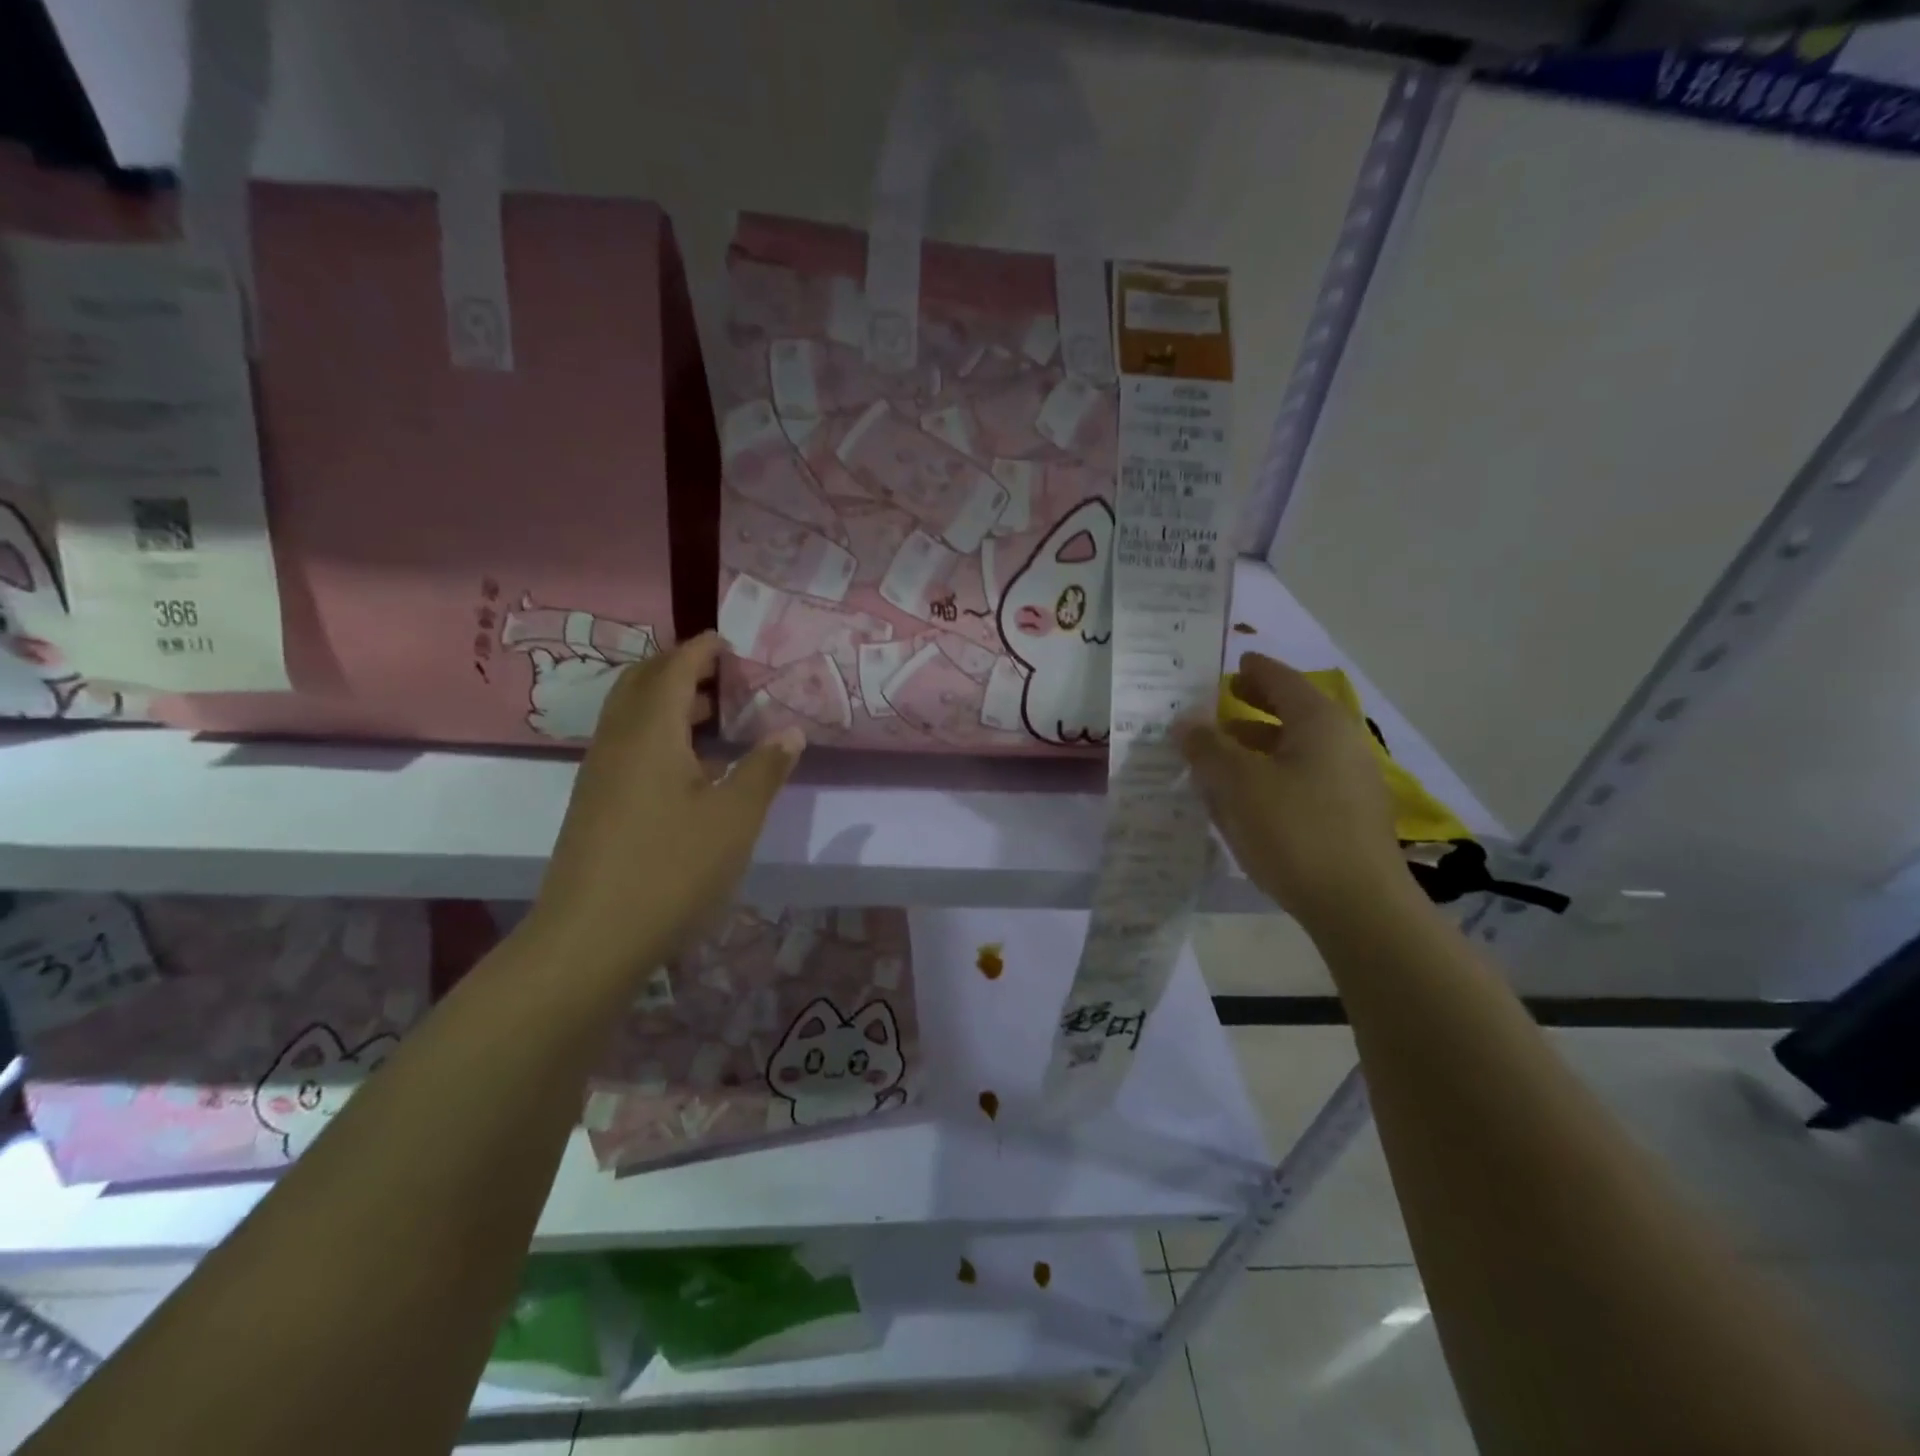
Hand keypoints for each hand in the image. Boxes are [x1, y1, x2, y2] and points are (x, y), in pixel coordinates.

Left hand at [524, 633, 803, 981]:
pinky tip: (690, 766)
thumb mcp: (734, 819)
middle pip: (643, 682)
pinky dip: (658, 733)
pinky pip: (627, 744)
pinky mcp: (596, 802)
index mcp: (650, 733)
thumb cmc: (671, 869)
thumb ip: (764, 769)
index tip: (731, 642)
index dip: (702, 649)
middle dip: (681, 668)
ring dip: (669, 701)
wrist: (590, 938)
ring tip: (715, 715)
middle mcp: (618, 741)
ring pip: (631, 714)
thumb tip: (790, 732)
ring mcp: (601, 772)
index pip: (675, 669)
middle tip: (725, 674)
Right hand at [1176, 653, 1413, 926]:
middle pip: (1291, 712)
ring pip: (1295, 749)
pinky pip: (1302, 779)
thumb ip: (1207, 747)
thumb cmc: (1293, 829)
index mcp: (1318, 721)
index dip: (1253, 670)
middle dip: (1253, 707)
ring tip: (1218, 755)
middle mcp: (1341, 742)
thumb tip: (1185, 721)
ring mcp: (1350, 780)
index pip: (1281, 679)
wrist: (1357, 905)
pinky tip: (1245, 797)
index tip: (1231, 663)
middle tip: (1218, 705)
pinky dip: (1271, 775)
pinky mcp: (1348, 815)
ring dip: (1257, 746)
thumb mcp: (1237, 783)